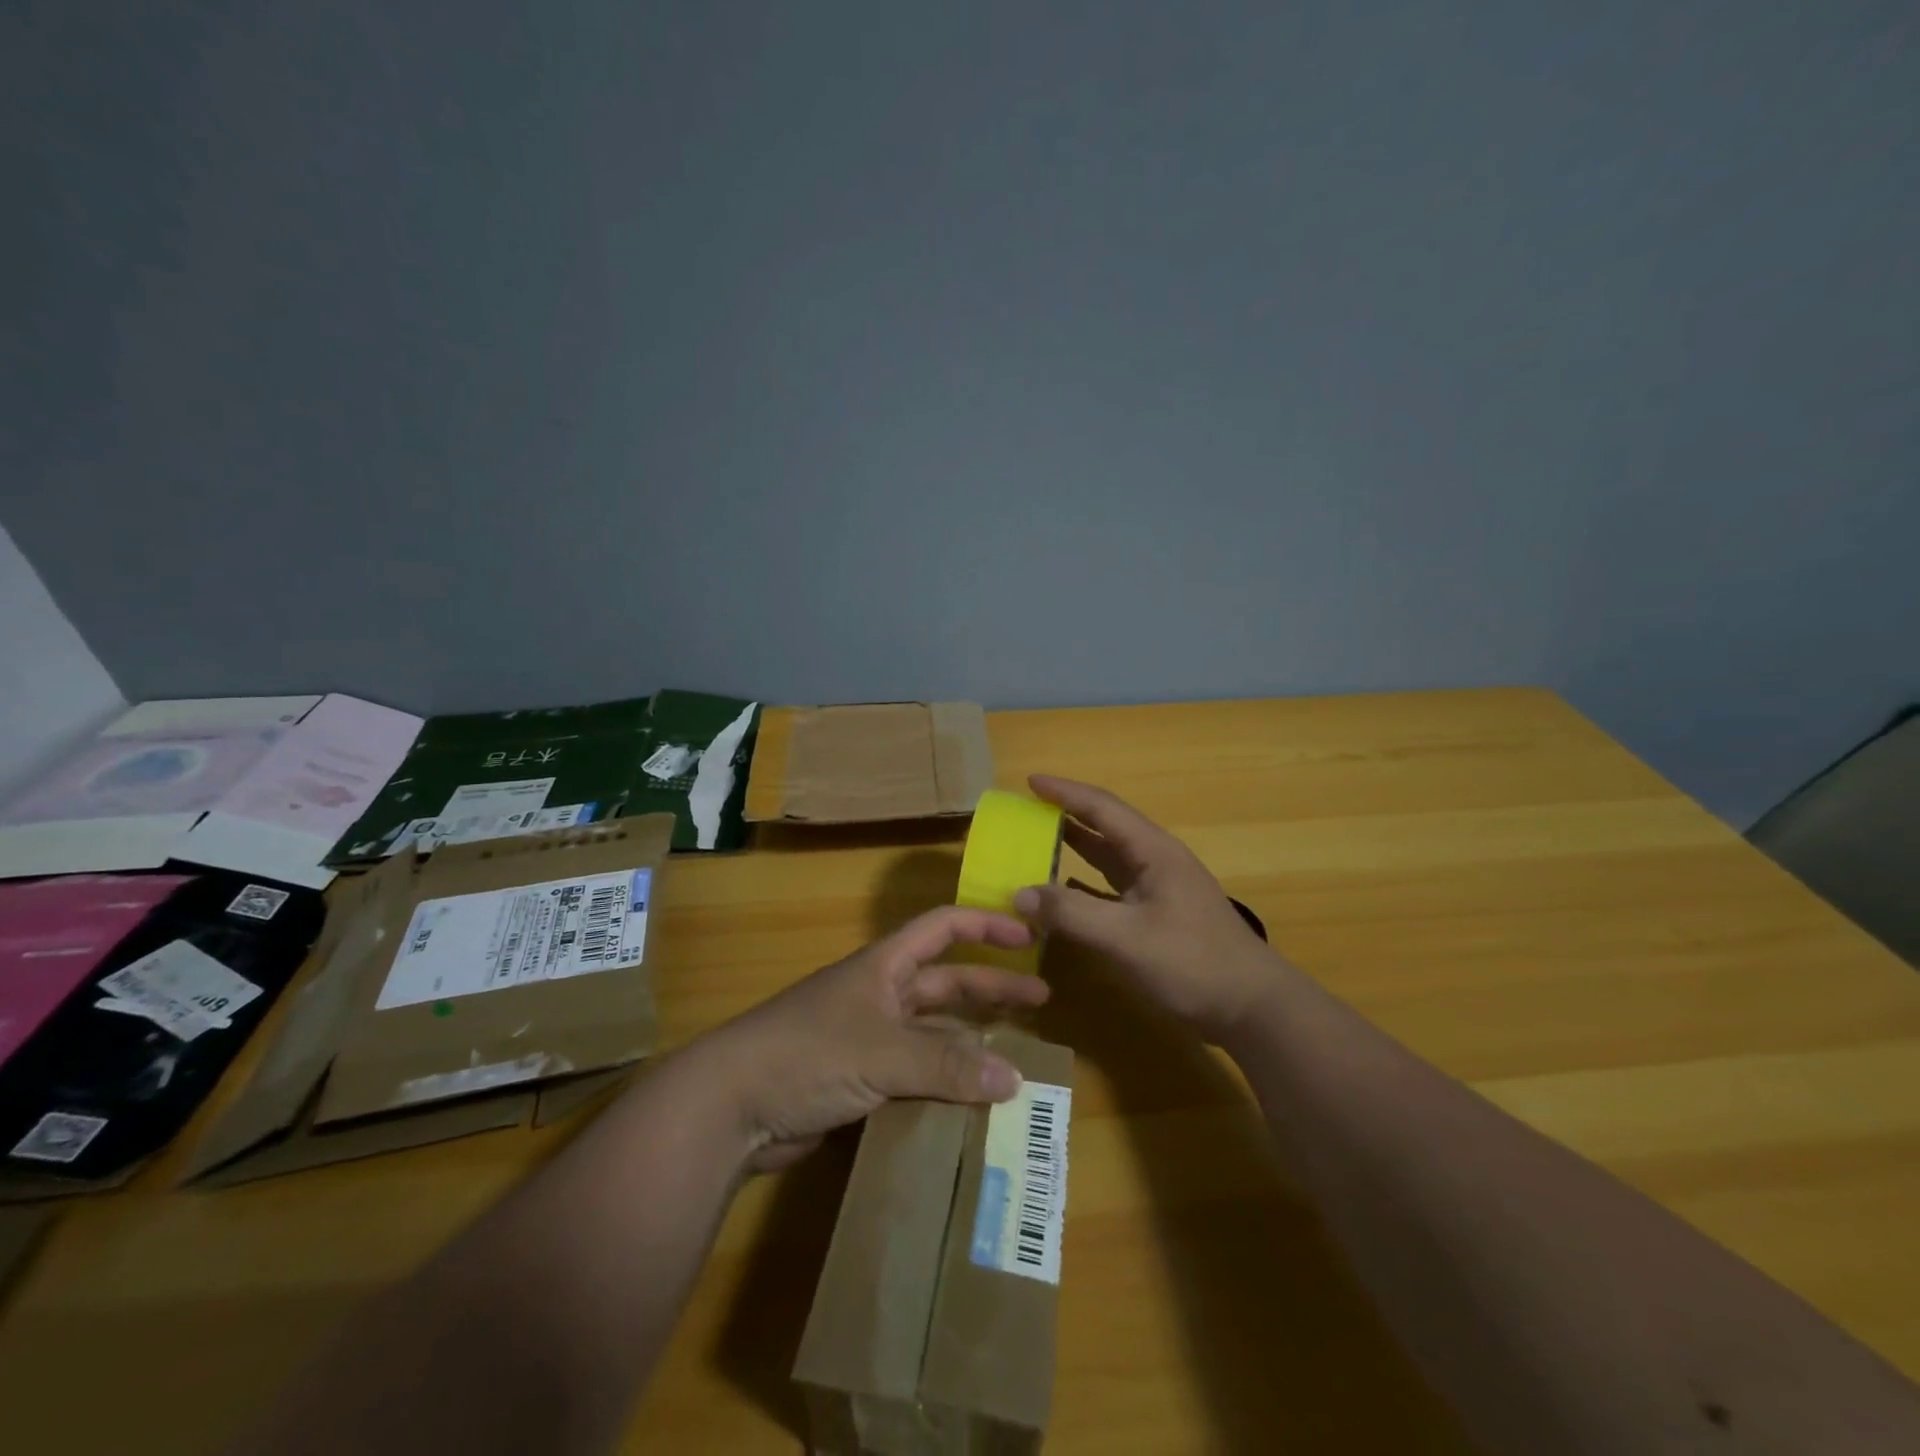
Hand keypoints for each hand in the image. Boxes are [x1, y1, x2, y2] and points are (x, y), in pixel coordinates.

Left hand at [695, 906, 1050, 1172]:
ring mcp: (868, 1039)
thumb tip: (1014, 1078)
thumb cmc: (808, 1052)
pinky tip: (971, 1105)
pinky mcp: (858, 1081)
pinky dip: (944, 1085)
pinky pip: (915, 1075)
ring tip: (1016, 1061)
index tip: (1029, 936)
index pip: (943, 928)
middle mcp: (880, 995)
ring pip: (933, 1034)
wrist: (731, 1105)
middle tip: (1041, 1004)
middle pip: (946, 983)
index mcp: (885, 967)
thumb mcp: (882, 1051)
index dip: (986, 927)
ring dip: (971, 1044)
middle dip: (992, 989)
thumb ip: (947, 1063)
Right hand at [1014, 774, 1282, 1042]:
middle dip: (1065, 815)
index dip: (1064, 792)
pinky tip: (1062, 893)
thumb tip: (1019, 895)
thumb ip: (1071, 913)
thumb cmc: (1192, 963)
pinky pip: (1110, 890)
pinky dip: (1082, 886)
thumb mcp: (1127, 937)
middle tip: (1025, 812)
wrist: (1252, 1009)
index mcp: (1153, 852)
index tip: (1030, 780)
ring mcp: (1157, 890)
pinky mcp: (1156, 918)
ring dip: (1073, 849)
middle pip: (1104, 827)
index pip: (1102, 808)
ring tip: (1035, 844)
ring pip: (1107, 859)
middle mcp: (1155, 862)